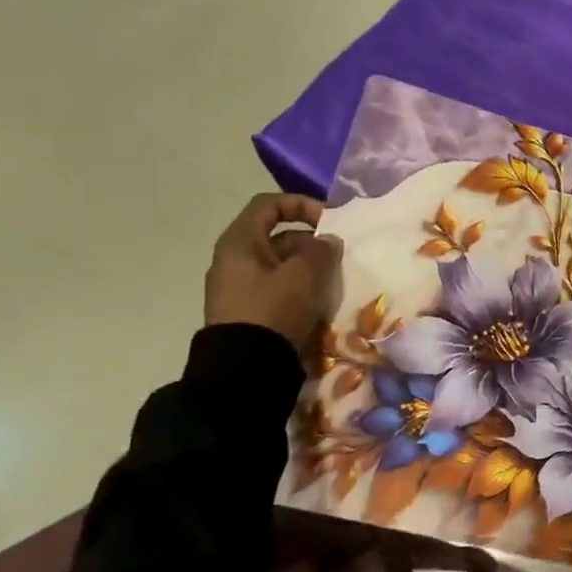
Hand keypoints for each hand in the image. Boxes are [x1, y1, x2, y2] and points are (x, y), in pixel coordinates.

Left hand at [203, 193, 342, 353]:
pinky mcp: (247, 311)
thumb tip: (327, 240)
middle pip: (277, 236)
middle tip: (337, 256)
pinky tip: (318, 302)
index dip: (302, 204)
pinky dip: (299, 288)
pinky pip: (277, 288)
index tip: (330, 220)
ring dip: (309, 267)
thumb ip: (321, 250)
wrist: (245, 367)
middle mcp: (233, 259)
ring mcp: (238, 287)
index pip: (269, 205)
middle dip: (311, 242)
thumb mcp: (305, 274)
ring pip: (280, 264)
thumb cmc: (274, 308)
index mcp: (240, 242)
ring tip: (333, 281)